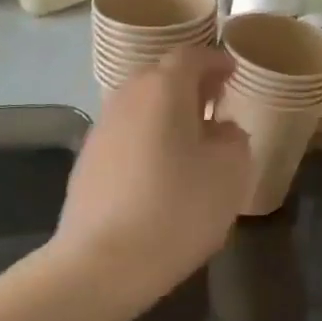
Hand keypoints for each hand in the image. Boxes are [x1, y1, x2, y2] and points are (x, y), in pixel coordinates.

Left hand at [53, 46, 252, 312]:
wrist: (99, 264)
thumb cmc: (175, 209)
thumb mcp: (229, 173)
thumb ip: (234, 139)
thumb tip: (221, 130)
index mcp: (164, 88)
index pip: (191, 55)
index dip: (215, 60)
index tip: (234, 72)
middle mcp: (128, 96)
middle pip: (162, 75)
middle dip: (191, 85)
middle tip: (216, 104)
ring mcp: (102, 128)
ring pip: (142, 105)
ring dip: (168, 112)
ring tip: (192, 140)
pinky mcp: (87, 160)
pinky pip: (127, 133)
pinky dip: (148, 137)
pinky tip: (161, 170)